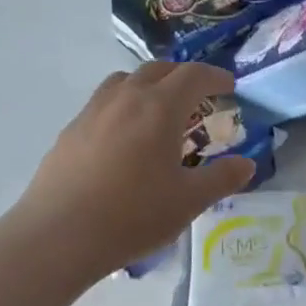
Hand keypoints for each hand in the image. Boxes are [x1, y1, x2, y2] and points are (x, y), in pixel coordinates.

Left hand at [0, 63, 253, 305]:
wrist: (59, 236)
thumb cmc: (134, 215)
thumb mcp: (190, 201)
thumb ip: (222, 178)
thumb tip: (246, 164)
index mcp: (160, 108)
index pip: (193, 75)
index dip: (215, 76)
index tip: (230, 85)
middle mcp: (125, 99)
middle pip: (158, 69)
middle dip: (183, 77)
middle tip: (199, 98)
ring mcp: (92, 112)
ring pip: (125, 81)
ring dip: (149, 86)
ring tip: (160, 112)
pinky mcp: (70, 132)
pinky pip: (103, 103)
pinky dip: (124, 106)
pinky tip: (126, 139)